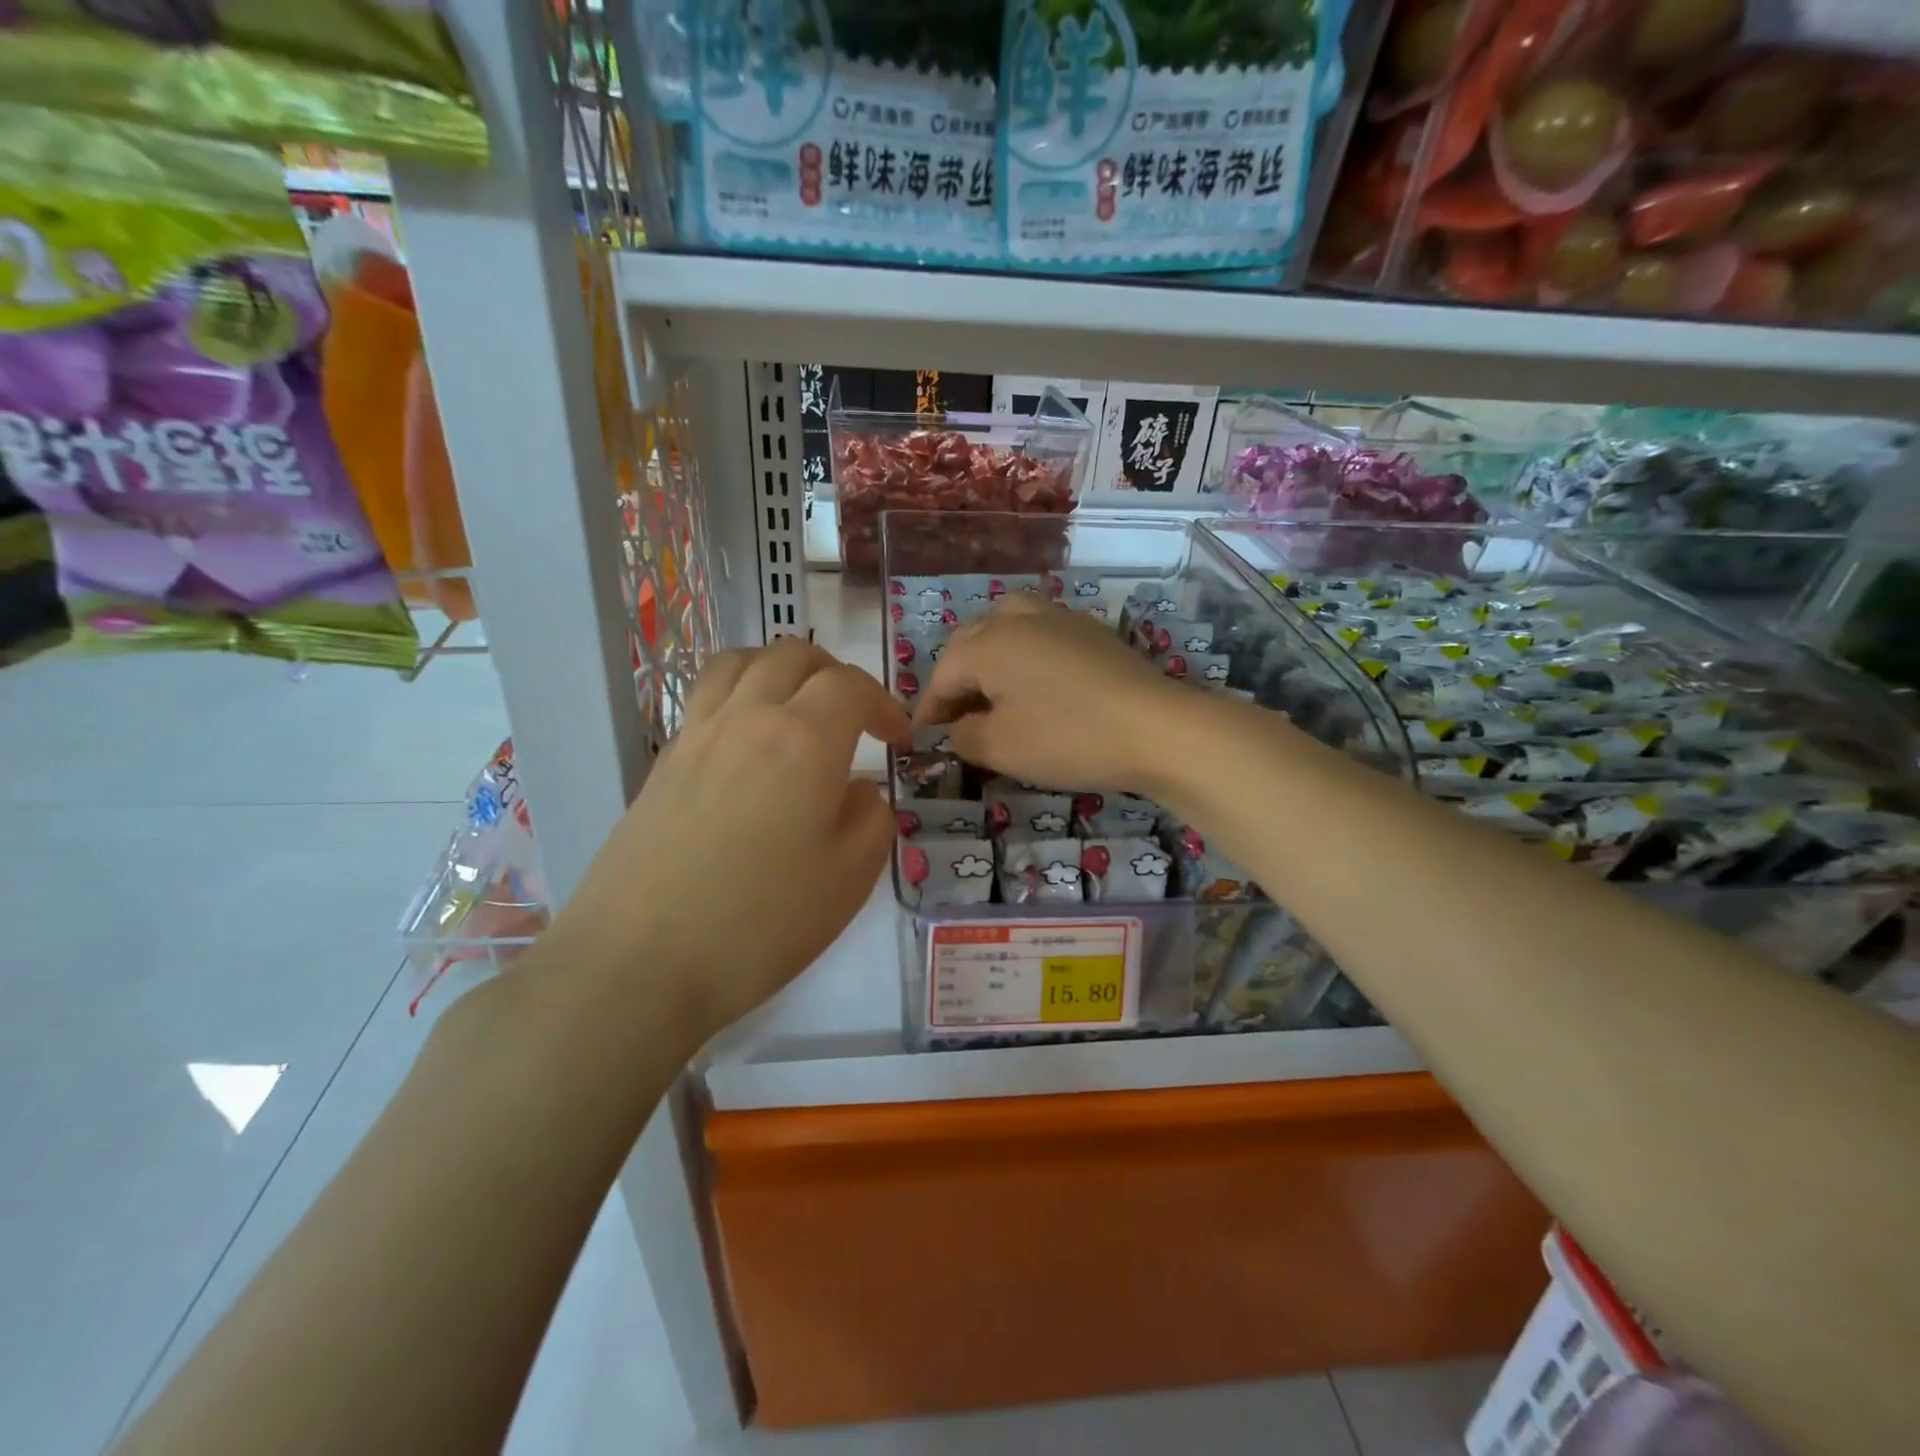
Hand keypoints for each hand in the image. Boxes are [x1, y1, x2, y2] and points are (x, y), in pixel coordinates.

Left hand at [548, 638, 908, 1042]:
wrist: (638, 964)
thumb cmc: (760, 923)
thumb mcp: (849, 878)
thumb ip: (871, 819)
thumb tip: (860, 790)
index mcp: (803, 739)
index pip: (851, 687)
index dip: (884, 705)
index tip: (898, 742)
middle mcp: (747, 718)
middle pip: (792, 656)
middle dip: (835, 674)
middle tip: (854, 717)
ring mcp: (695, 736)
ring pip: (739, 663)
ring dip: (779, 670)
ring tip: (797, 708)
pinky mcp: (662, 763)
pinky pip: (706, 698)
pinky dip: (739, 696)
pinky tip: (748, 746)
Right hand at [914, 596, 1195, 794]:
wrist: (1157, 728)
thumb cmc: (1068, 738)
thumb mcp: (1001, 748)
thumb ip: (963, 736)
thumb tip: (958, 728)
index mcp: (987, 643)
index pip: (942, 675)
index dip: (929, 710)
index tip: (925, 740)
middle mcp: (1017, 618)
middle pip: (970, 643)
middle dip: (956, 680)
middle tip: (956, 719)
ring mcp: (1058, 617)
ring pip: (1006, 627)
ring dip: (989, 658)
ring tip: (993, 694)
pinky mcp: (1090, 630)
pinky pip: (1040, 633)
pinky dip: (1024, 655)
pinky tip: (1037, 685)